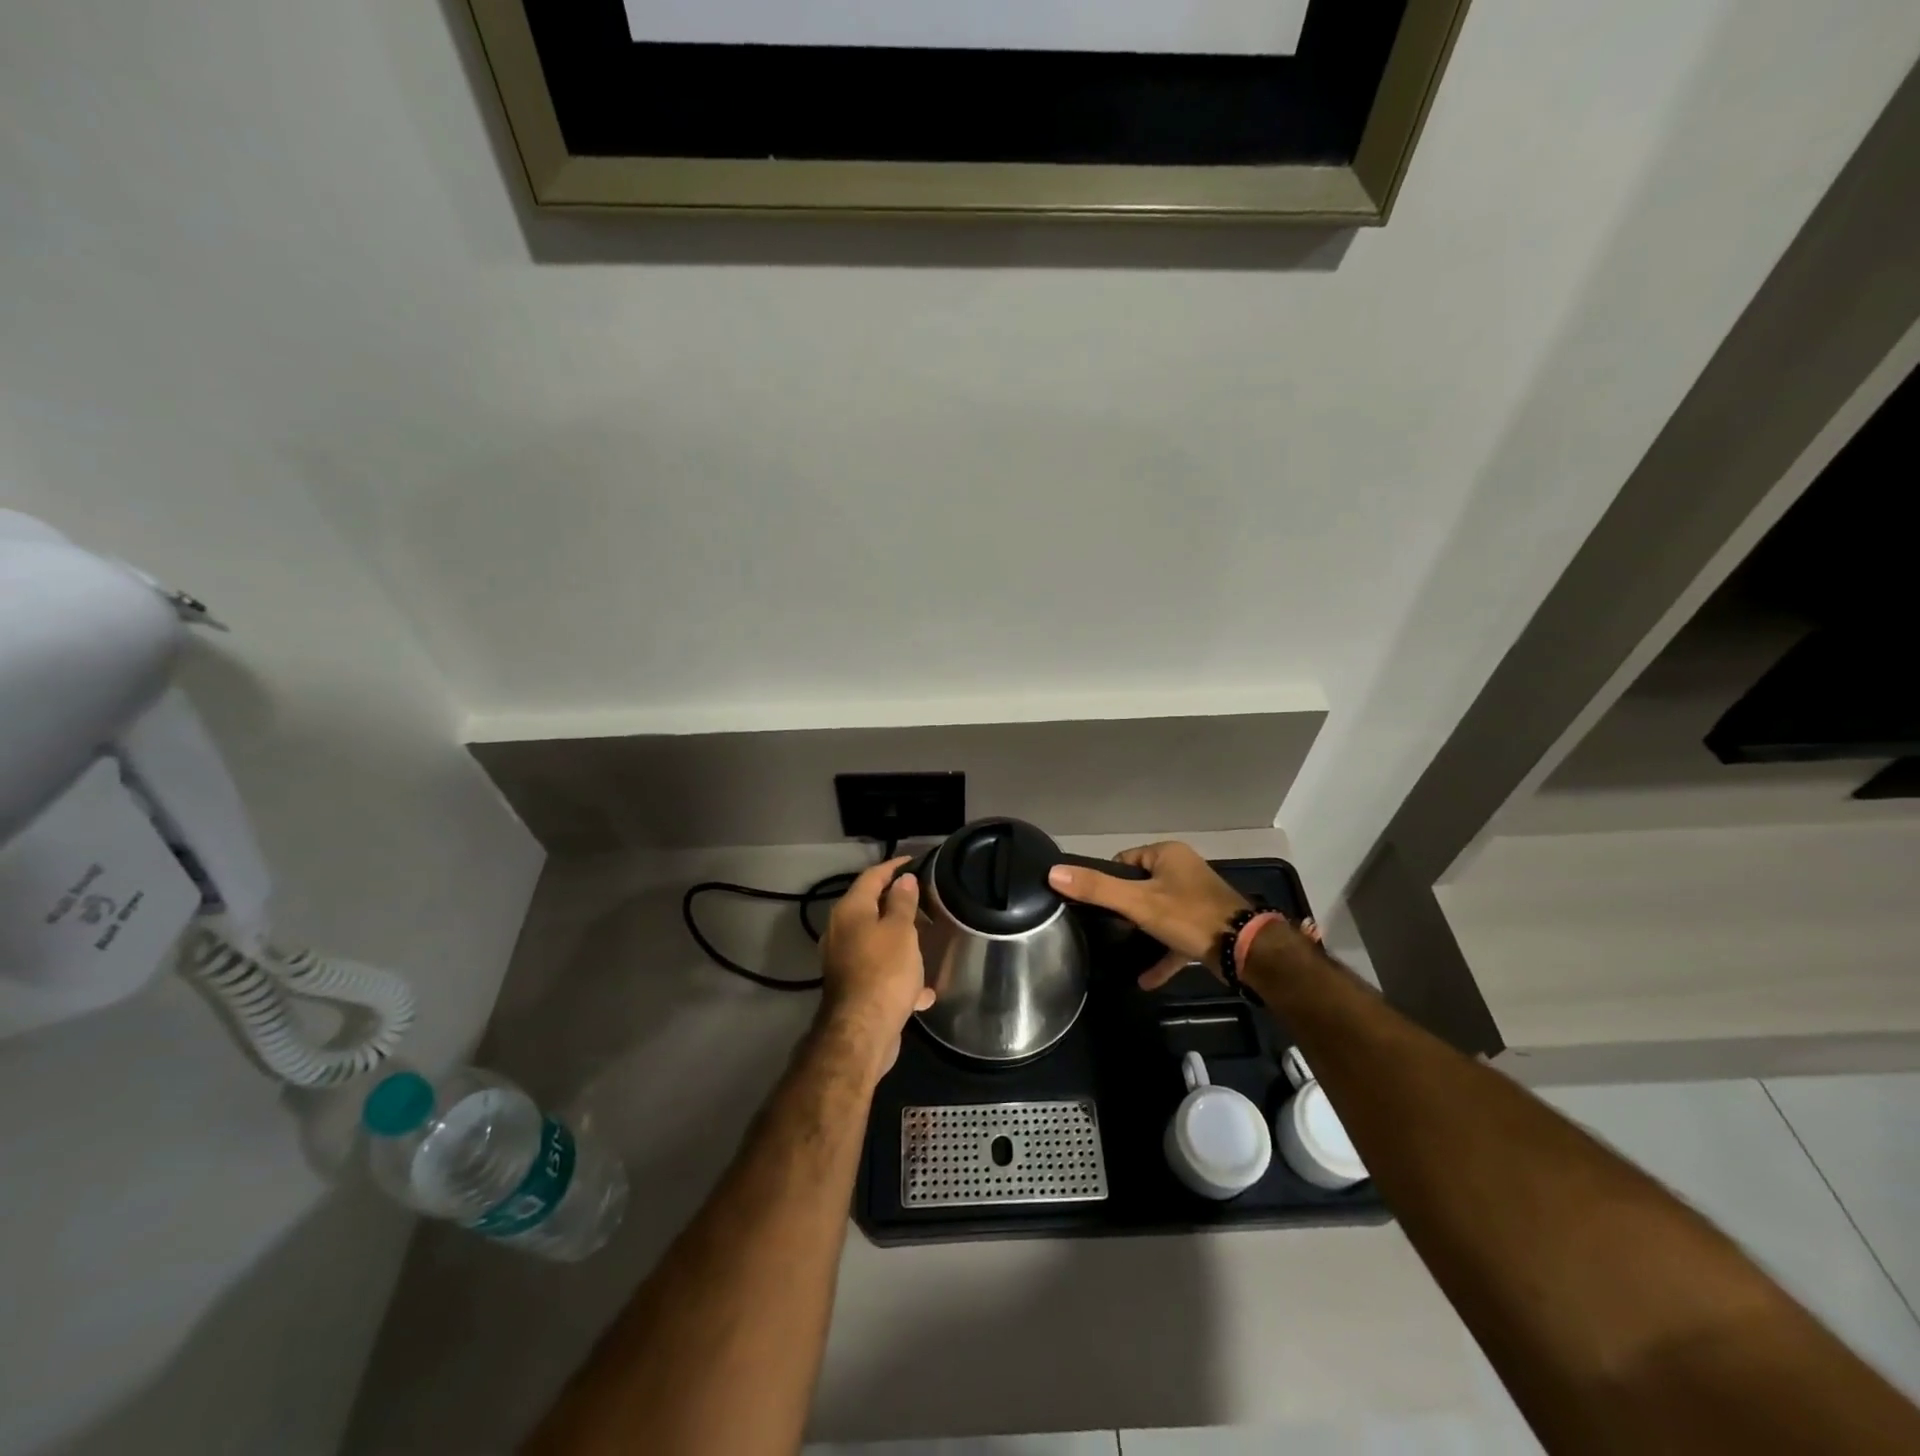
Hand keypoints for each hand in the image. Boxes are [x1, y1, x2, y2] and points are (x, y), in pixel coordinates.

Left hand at [817, 857, 934, 1074]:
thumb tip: (903, 879)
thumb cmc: (884, 971)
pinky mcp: (852, 987)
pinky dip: (899, 974)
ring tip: (926, 939)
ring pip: (875, 940)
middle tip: (925, 899)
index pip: (872, 876)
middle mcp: (840, 931)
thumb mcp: (901, 930)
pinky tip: (923, 990)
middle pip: (870, 907)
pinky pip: (879, 971)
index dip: (894, 866)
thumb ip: (903, 902)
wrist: (863, 1031)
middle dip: (897, 903)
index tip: (916, 862)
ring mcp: (844, 961)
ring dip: (899, 939)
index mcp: (850, 910)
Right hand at [1049, 841, 1250, 989]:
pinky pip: (1175, 938)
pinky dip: (1161, 955)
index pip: (1124, 860)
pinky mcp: (1205, 927)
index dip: (1108, 881)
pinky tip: (1144, 979)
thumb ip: (1097, 889)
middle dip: (1125, 908)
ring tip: (1120, 947)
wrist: (1245, 951)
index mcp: (1168, 855)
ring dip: (1141, 932)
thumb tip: (1053, 873)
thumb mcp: (1138, 902)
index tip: (1097, 904)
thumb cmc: (1189, 916)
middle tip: (1109, 927)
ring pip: (1157, 913)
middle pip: (1140, 886)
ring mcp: (1196, 900)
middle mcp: (1183, 871)